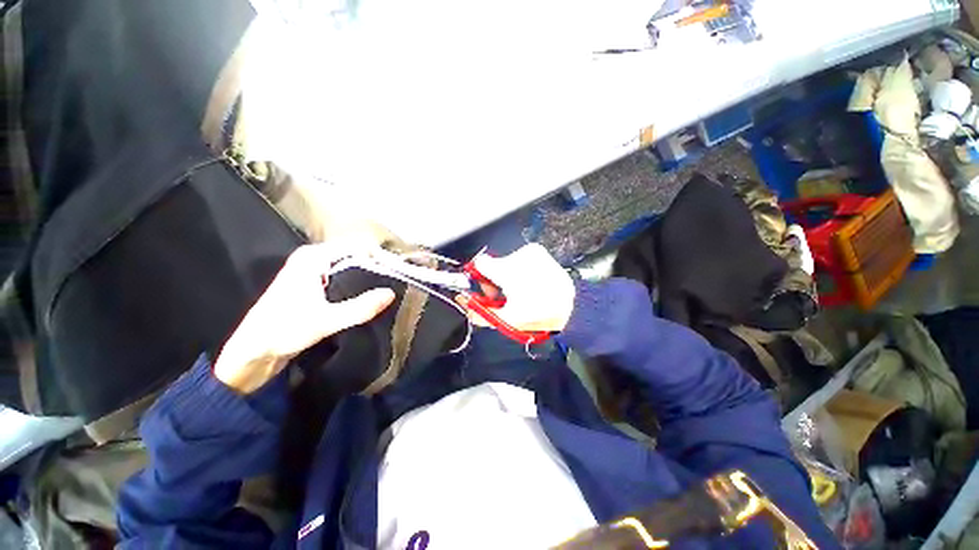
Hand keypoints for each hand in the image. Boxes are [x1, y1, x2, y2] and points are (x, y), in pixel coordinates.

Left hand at [214, 242, 395, 393]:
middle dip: (375, 268)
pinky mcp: (315, 288)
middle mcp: (314, 260)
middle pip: (354, 258)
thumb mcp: (325, 321)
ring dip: (368, 279)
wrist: (252, 353)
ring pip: (350, 270)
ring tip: (390, 289)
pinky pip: (344, 281)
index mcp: (313, 257)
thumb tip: (391, 293)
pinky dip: (358, 288)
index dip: (378, 257)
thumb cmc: (282, 331)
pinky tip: (372, 299)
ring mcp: (313, 274)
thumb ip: (360, 307)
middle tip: (398, 282)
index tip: (399, 270)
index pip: (356, 247)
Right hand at [460, 243, 574, 332]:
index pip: (480, 264)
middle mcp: (518, 256)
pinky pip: (519, 258)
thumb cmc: (539, 314)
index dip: (479, 278)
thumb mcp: (506, 320)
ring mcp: (530, 251)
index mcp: (509, 272)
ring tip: (520, 289)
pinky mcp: (538, 251)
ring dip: (508, 274)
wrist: (571, 307)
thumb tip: (463, 302)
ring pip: (507, 261)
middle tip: (504, 294)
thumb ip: (480, 312)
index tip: (486, 289)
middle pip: (494, 264)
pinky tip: (529, 281)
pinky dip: (520, 269)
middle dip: (495, 279)